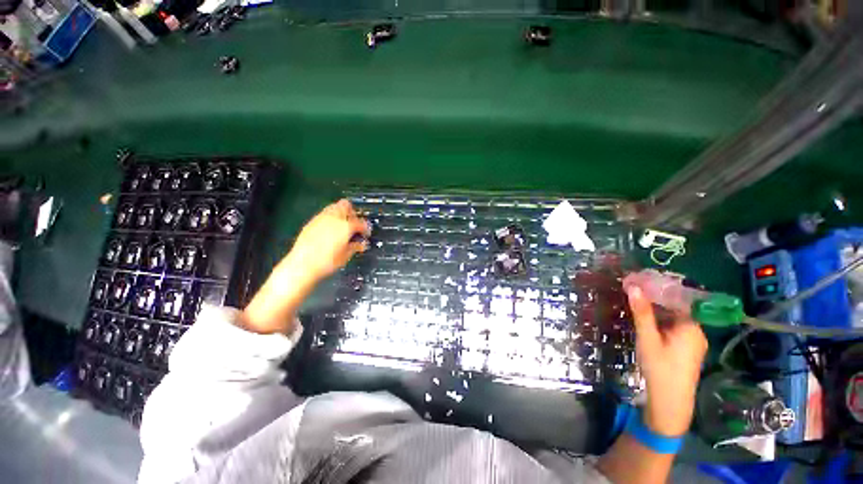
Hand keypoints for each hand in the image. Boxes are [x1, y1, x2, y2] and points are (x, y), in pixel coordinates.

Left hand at [241, 199, 369, 334]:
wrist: (295, 271)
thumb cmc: (323, 268)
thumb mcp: (344, 259)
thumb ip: (355, 248)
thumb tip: (362, 243)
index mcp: (341, 228)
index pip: (358, 221)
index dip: (365, 226)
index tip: (367, 233)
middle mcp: (330, 220)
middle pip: (345, 207)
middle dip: (353, 213)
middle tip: (356, 226)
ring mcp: (318, 221)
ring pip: (334, 208)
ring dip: (342, 214)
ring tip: (345, 227)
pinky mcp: (309, 225)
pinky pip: (324, 215)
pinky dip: (331, 219)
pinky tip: (331, 231)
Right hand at [626, 286, 707, 435]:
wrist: (670, 402)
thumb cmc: (660, 368)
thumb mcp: (647, 338)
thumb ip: (642, 312)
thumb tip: (633, 286)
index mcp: (691, 327)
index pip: (675, 299)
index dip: (655, 288)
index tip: (636, 280)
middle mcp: (696, 331)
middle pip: (674, 307)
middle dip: (653, 298)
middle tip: (631, 289)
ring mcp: (692, 341)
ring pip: (673, 318)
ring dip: (655, 309)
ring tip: (635, 301)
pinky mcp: (686, 349)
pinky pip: (673, 327)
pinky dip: (659, 321)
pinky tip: (645, 321)